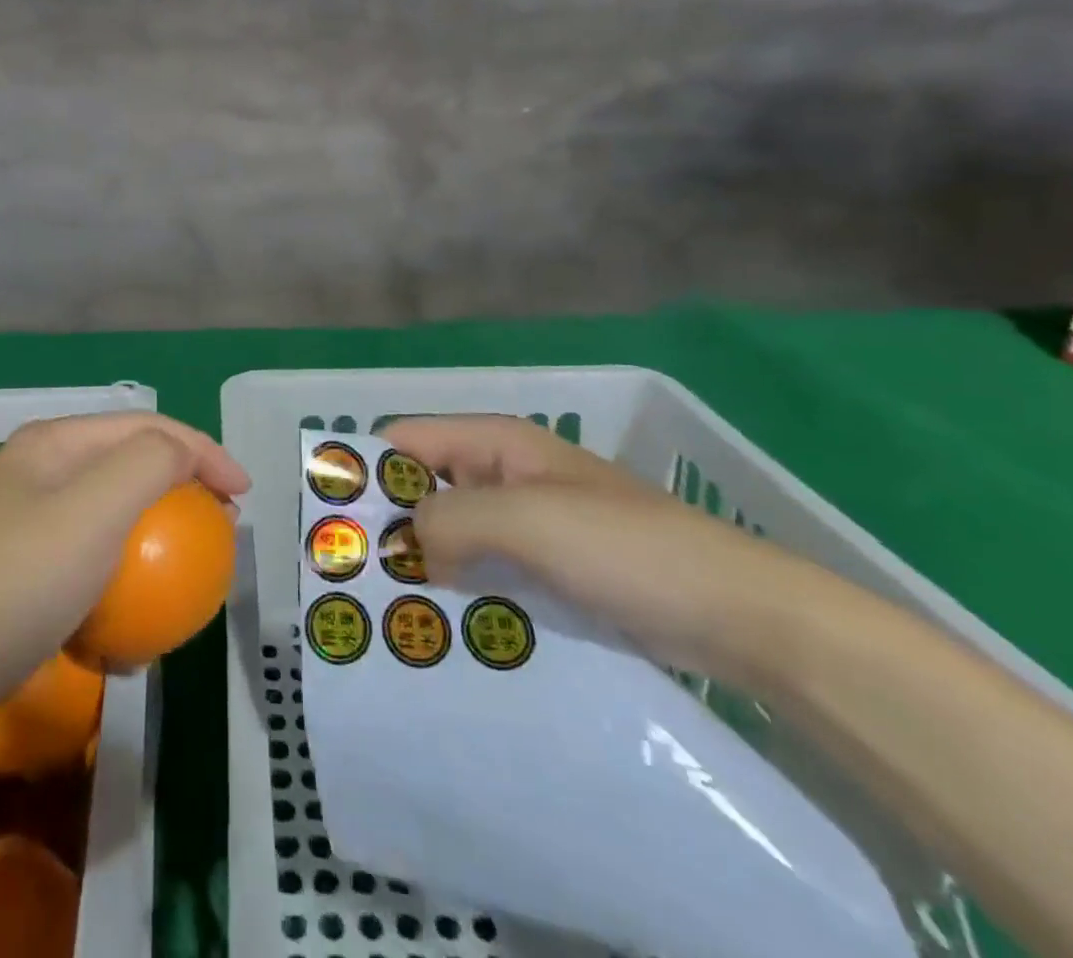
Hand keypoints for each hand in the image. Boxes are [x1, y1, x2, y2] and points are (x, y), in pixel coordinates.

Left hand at [0, 413, 248, 701]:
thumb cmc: (27, 575)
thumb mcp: (100, 504)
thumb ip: (152, 460)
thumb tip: (185, 453)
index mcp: (55, 440)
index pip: (146, 426)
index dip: (203, 450)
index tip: (244, 496)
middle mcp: (40, 468)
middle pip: (131, 463)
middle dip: (182, 487)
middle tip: (221, 525)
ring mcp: (29, 519)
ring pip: (114, 512)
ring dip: (156, 536)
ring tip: (188, 571)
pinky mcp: (24, 568)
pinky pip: (91, 557)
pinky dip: (122, 577)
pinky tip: (134, 625)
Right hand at [391, 415, 813, 679]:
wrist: (738, 614)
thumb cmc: (626, 547)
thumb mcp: (529, 519)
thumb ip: (452, 518)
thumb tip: (406, 546)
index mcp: (496, 443)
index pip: (405, 441)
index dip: (368, 474)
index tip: (334, 526)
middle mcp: (502, 475)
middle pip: (423, 490)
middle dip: (390, 529)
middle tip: (354, 584)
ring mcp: (526, 525)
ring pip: (450, 536)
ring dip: (422, 568)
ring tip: (386, 616)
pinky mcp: (545, 571)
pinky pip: (483, 573)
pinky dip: (458, 594)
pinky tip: (439, 631)